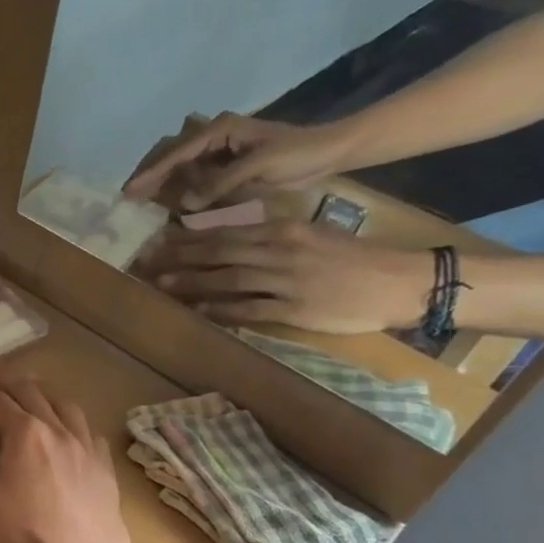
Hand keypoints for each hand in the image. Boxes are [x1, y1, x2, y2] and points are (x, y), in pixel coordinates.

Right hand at [0, 370, 131, 542]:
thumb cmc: (17, 535)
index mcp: (25, 432)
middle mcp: (60, 431)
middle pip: (34, 394)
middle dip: (10, 379)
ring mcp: (89, 452)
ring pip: (68, 409)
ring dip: (46, 394)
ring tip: (35, 390)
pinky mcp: (107, 475)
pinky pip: (91, 435)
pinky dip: (74, 423)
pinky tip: (72, 431)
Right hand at [124, 113, 358, 210]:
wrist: (329, 152)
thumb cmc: (298, 153)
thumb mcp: (259, 166)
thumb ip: (220, 182)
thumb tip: (184, 203)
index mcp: (219, 129)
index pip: (176, 151)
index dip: (152, 173)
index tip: (129, 191)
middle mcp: (213, 135)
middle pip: (170, 153)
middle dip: (150, 173)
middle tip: (130, 197)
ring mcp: (218, 149)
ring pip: (179, 163)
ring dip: (162, 181)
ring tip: (143, 201)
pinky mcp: (225, 163)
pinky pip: (194, 174)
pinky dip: (180, 187)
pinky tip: (170, 202)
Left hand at [141, 222, 432, 333]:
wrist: (398, 281)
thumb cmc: (352, 258)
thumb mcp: (310, 235)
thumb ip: (271, 238)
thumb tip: (232, 242)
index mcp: (282, 231)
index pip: (225, 233)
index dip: (188, 239)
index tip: (159, 241)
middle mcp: (279, 252)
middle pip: (218, 254)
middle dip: (178, 258)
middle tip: (145, 262)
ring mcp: (286, 281)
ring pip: (228, 279)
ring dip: (191, 283)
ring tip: (160, 285)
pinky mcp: (294, 309)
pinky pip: (250, 309)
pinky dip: (222, 310)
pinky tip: (198, 311)